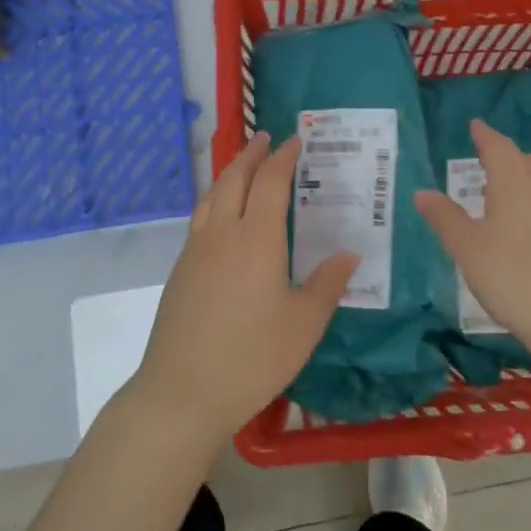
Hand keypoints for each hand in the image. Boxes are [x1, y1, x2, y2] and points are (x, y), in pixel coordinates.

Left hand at [130, 132, 357, 444]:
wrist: (182, 392)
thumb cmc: (252, 357)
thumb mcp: (304, 324)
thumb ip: (327, 284)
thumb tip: (350, 253)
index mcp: (257, 238)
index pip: (271, 182)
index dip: (284, 157)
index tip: (295, 141)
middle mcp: (222, 233)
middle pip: (234, 179)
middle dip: (252, 154)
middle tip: (266, 139)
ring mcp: (195, 251)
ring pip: (212, 196)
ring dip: (230, 173)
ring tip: (243, 167)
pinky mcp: (180, 271)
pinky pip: (200, 218)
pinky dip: (215, 200)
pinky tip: (222, 217)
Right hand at [414, 119, 530, 359]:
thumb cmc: (511, 276)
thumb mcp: (466, 248)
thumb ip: (444, 217)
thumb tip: (422, 191)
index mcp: (512, 187)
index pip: (498, 149)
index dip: (485, 135)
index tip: (476, 124)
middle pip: (522, 162)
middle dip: (503, 152)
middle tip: (486, 149)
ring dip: (518, 175)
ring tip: (499, 183)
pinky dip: (527, 199)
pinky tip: (520, 221)